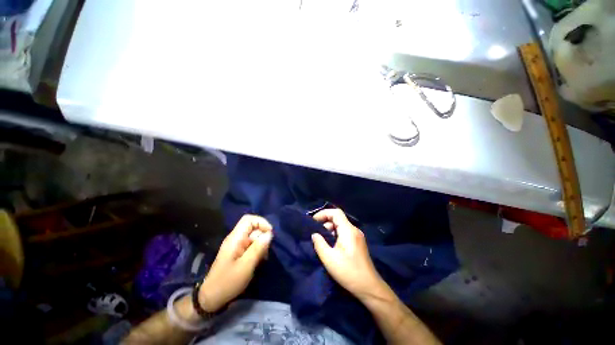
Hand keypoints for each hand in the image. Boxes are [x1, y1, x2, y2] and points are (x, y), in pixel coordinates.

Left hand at [198, 215, 272, 311]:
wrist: (211, 298)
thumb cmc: (228, 282)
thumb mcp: (246, 266)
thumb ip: (258, 248)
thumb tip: (269, 234)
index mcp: (235, 238)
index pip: (248, 219)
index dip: (261, 222)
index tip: (270, 233)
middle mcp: (236, 238)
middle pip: (253, 228)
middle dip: (262, 236)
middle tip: (266, 251)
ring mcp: (237, 245)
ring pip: (254, 237)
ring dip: (261, 244)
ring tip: (262, 258)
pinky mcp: (239, 252)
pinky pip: (252, 245)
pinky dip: (258, 250)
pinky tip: (259, 261)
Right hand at [311, 209, 384, 300]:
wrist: (369, 287)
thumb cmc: (348, 271)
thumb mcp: (329, 258)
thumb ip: (319, 243)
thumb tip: (314, 234)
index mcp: (348, 230)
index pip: (336, 212)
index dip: (324, 213)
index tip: (314, 221)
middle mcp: (354, 230)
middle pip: (338, 218)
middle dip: (325, 222)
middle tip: (316, 232)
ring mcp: (357, 236)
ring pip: (341, 226)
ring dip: (330, 229)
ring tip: (322, 239)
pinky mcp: (358, 243)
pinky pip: (345, 233)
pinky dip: (335, 234)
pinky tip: (331, 244)